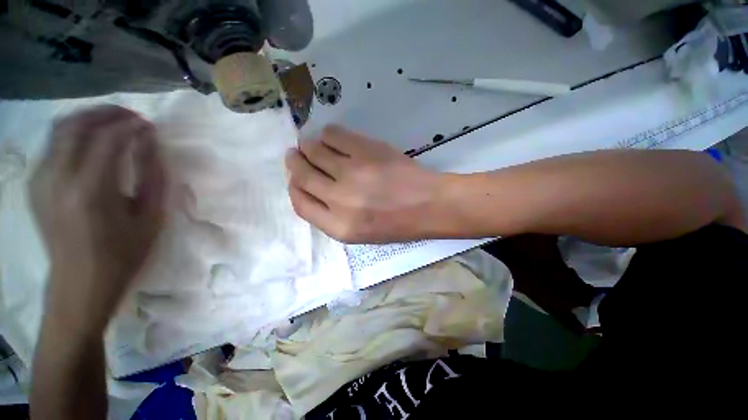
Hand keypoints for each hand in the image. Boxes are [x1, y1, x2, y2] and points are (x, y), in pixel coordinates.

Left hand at [30, 106, 165, 331]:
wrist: (80, 285)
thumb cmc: (122, 255)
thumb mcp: (150, 218)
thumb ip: (152, 177)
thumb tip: (150, 145)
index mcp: (90, 191)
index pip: (108, 139)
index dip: (131, 125)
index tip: (150, 125)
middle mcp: (58, 179)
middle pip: (76, 125)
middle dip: (107, 113)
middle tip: (132, 118)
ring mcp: (41, 181)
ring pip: (60, 130)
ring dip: (89, 120)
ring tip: (114, 125)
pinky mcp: (36, 185)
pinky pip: (54, 146)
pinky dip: (75, 135)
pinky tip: (92, 144)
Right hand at [285, 125, 443, 242]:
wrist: (429, 204)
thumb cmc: (398, 224)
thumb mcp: (361, 234)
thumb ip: (332, 216)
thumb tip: (311, 189)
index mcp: (339, 227)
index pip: (300, 204)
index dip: (294, 188)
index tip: (295, 178)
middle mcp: (340, 200)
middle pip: (302, 175)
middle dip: (295, 162)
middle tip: (295, 154)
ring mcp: (353, 172)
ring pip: (314, 151)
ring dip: (308, 146)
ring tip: (312, 145)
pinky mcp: (367, 150)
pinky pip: (334, 134)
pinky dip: (328, 134)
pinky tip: (332, 138)